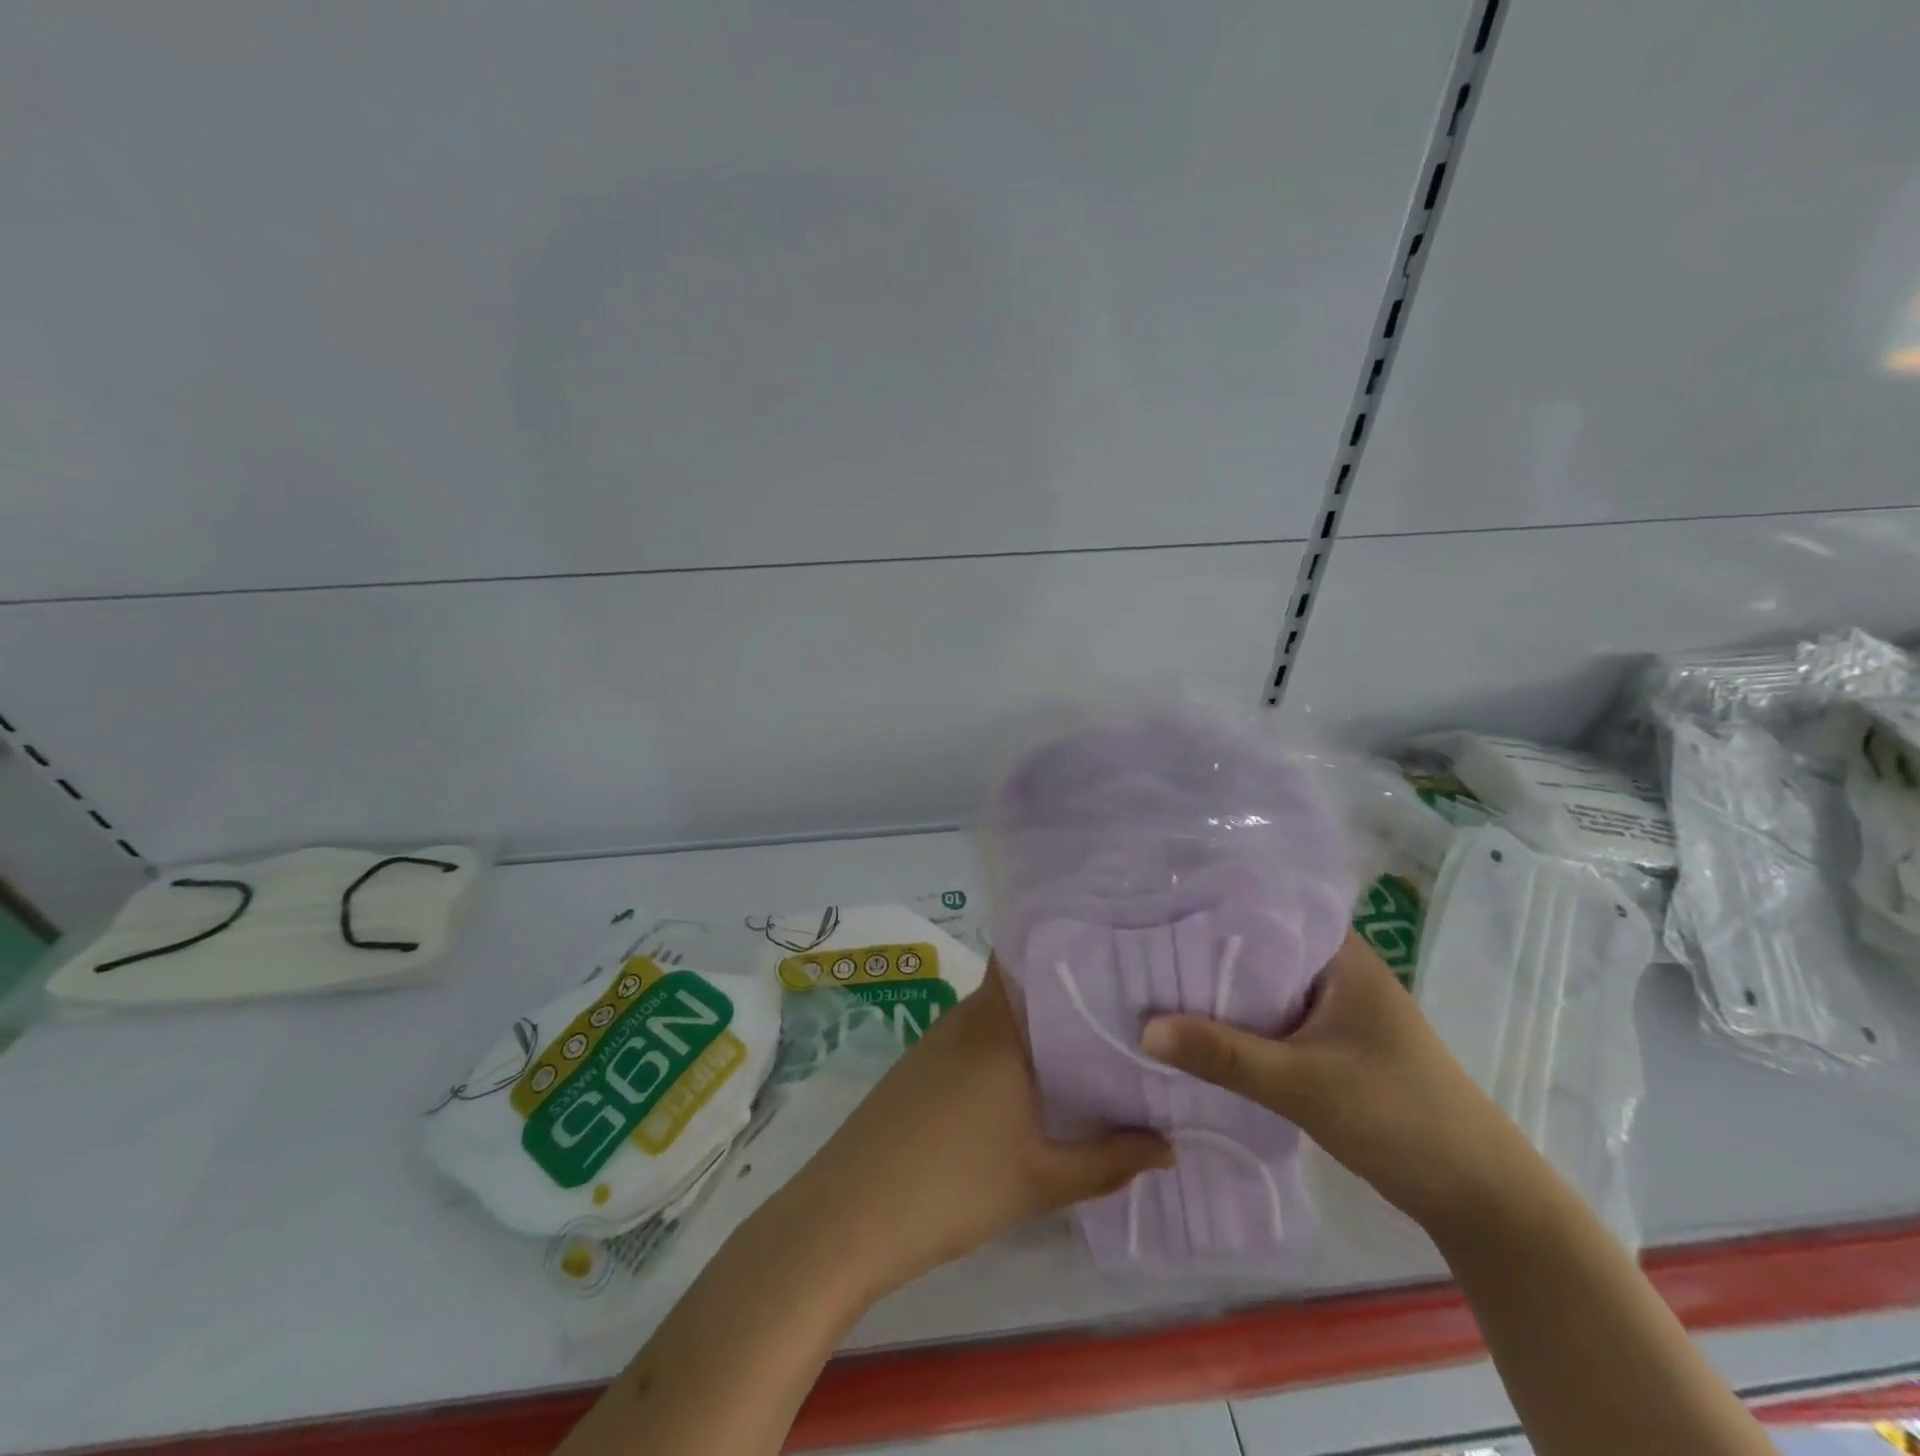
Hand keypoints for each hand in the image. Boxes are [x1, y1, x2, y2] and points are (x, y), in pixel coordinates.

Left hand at [761, 963, 1172, 1301]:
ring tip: (1095, 1040)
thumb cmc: (952, 1187)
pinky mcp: (921, 1064)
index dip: (1074, 947)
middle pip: (1023, 984)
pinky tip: (1035, 1078)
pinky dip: (1008, 1046)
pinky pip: (977, 1037)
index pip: (1034, 956)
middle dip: (1069, 992)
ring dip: (1038, 1023)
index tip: (1120, 954)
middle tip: (1126, 1007)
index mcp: (998, 1023)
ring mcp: (939, 1038)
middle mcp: (967, 1015)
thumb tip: (1168, 1145)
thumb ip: (1110, 1160)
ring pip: (999, 1013)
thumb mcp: (1040, 1180)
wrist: (847, 1215)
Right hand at [1140, 932, 1531, 1233]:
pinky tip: (1196, 1030)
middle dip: (1204, 952)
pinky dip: (1238, 1024)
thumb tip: (1143, 1030)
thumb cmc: (1399, 1115)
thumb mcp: (1303, 1083)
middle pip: (1257, 949)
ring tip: (1154, 982)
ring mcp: (1334, 1009)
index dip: (1211, 905)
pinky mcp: (1329, 1045)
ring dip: (1219, 993)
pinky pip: (1270, 1020)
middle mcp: (1336, 970)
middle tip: (1139, 946)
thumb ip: (1224, 1056)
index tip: (1155, 905)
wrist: (1479, 1197)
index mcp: (1341, 954)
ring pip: (1261, 988)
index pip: (1265, 908)